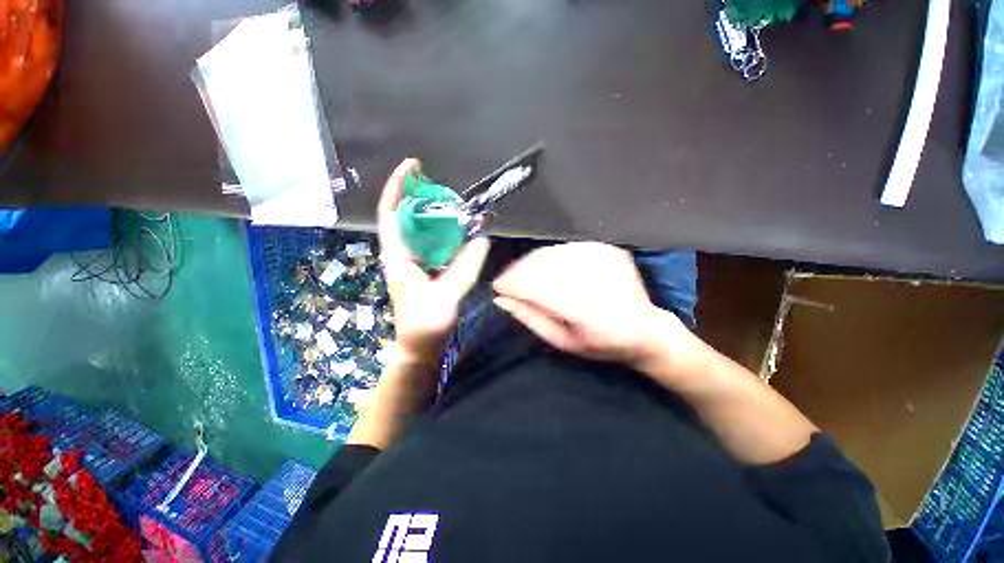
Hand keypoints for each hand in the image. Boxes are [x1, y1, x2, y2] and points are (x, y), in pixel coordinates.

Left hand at [378, 159, 490, 364]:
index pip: (391, 213)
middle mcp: (401, 254)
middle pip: (404, 215)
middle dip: (419, 195)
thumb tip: (482, 239)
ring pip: (418, 229)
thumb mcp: (445, 296)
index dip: (398, 187)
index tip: (413, 166)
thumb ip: (464, 268)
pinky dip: (442, 231)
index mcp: (398, 256)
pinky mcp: (423, 269)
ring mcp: (412, 262)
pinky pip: (430, 242)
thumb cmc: (425, 324)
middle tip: (442, 185)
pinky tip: (457, 231)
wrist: (420, 346)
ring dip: (432, 213)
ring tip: (452, 203)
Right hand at [493, 242, 688, 368]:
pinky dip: (551, 257)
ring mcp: (602, 258)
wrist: (646, 330)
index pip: (534, 285)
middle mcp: (594, 277)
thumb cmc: (602, 343)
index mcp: (585, 309)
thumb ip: (531, 318)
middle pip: (540, 264)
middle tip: (509, 283)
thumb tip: (502, 299)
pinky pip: (566, 246)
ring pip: (550, 252)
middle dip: (517, 272)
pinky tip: (549, 269)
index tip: (498, 287)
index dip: (510, 283)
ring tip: (527, 277)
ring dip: (531, 263)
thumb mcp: (562, 342)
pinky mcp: (607, 249)